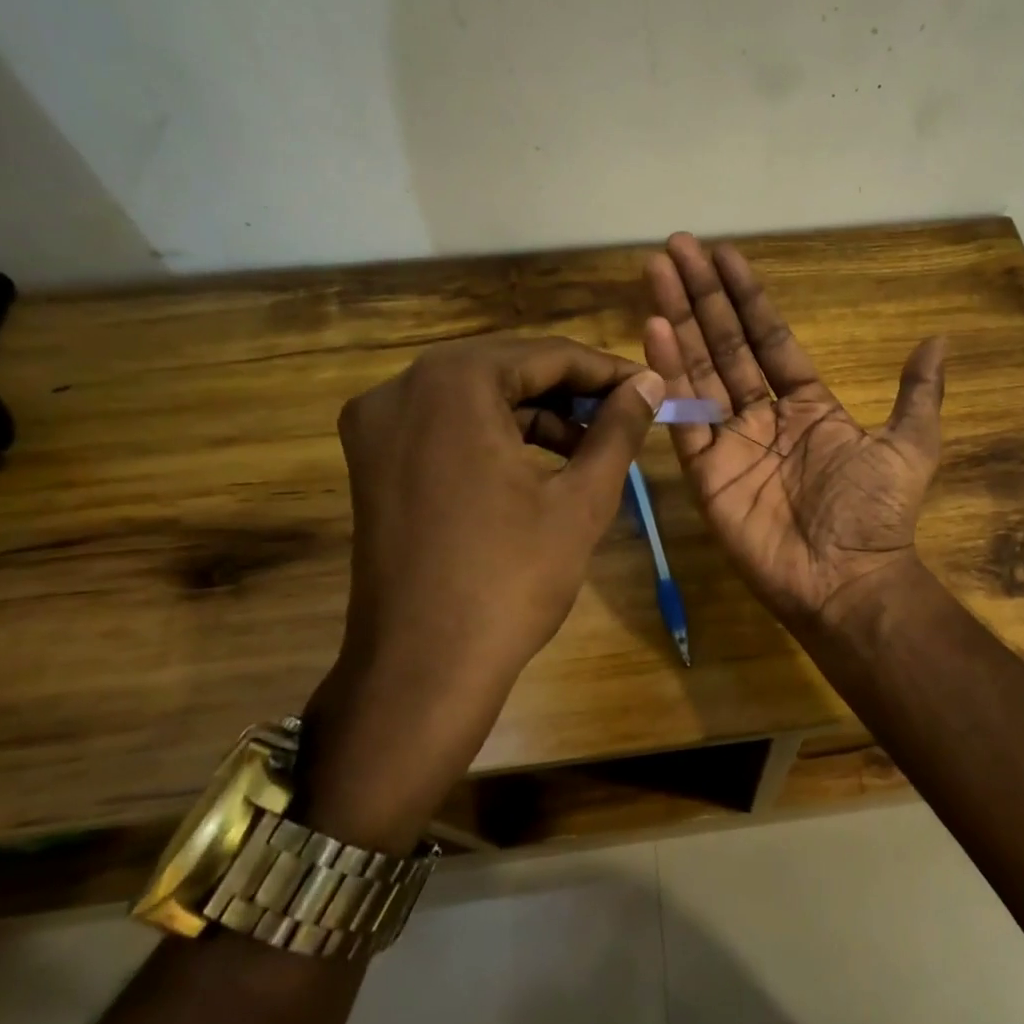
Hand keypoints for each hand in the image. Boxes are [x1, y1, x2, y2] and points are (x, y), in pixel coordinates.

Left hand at [301, 335, 664, 849]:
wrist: (423, 668)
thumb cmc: (511, 578)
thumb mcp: (581, 499)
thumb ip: (618, 429)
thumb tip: (652, 381)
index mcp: (452, 384)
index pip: (546, 354)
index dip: (605, 370)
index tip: (649, 388)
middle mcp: (401, 388)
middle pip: (506, 370)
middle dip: (570, 392)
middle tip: (624, 416)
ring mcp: (376, 426)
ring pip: (474, 398)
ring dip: (534, 415)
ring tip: (589, 448)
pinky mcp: (371, 463)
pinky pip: (445, 428)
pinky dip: (494, 436)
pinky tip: (537, 466)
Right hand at [644, 234, 945, 629]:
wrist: (848, 580)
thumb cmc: (876, 514)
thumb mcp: (909, 445)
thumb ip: (918, 392)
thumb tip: (939, 340)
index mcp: (807, 405)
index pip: (769, 338)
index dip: (748, 297)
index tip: (725, 254)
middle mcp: (763, 417)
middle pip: (727, 344)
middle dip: (703, 296)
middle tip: (675, 247)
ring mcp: (730, 443)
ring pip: (699, 371)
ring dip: (679, 321)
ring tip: (657, 273)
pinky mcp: (705, 473)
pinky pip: (684, 418)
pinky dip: (668, 376)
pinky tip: (654, 331)